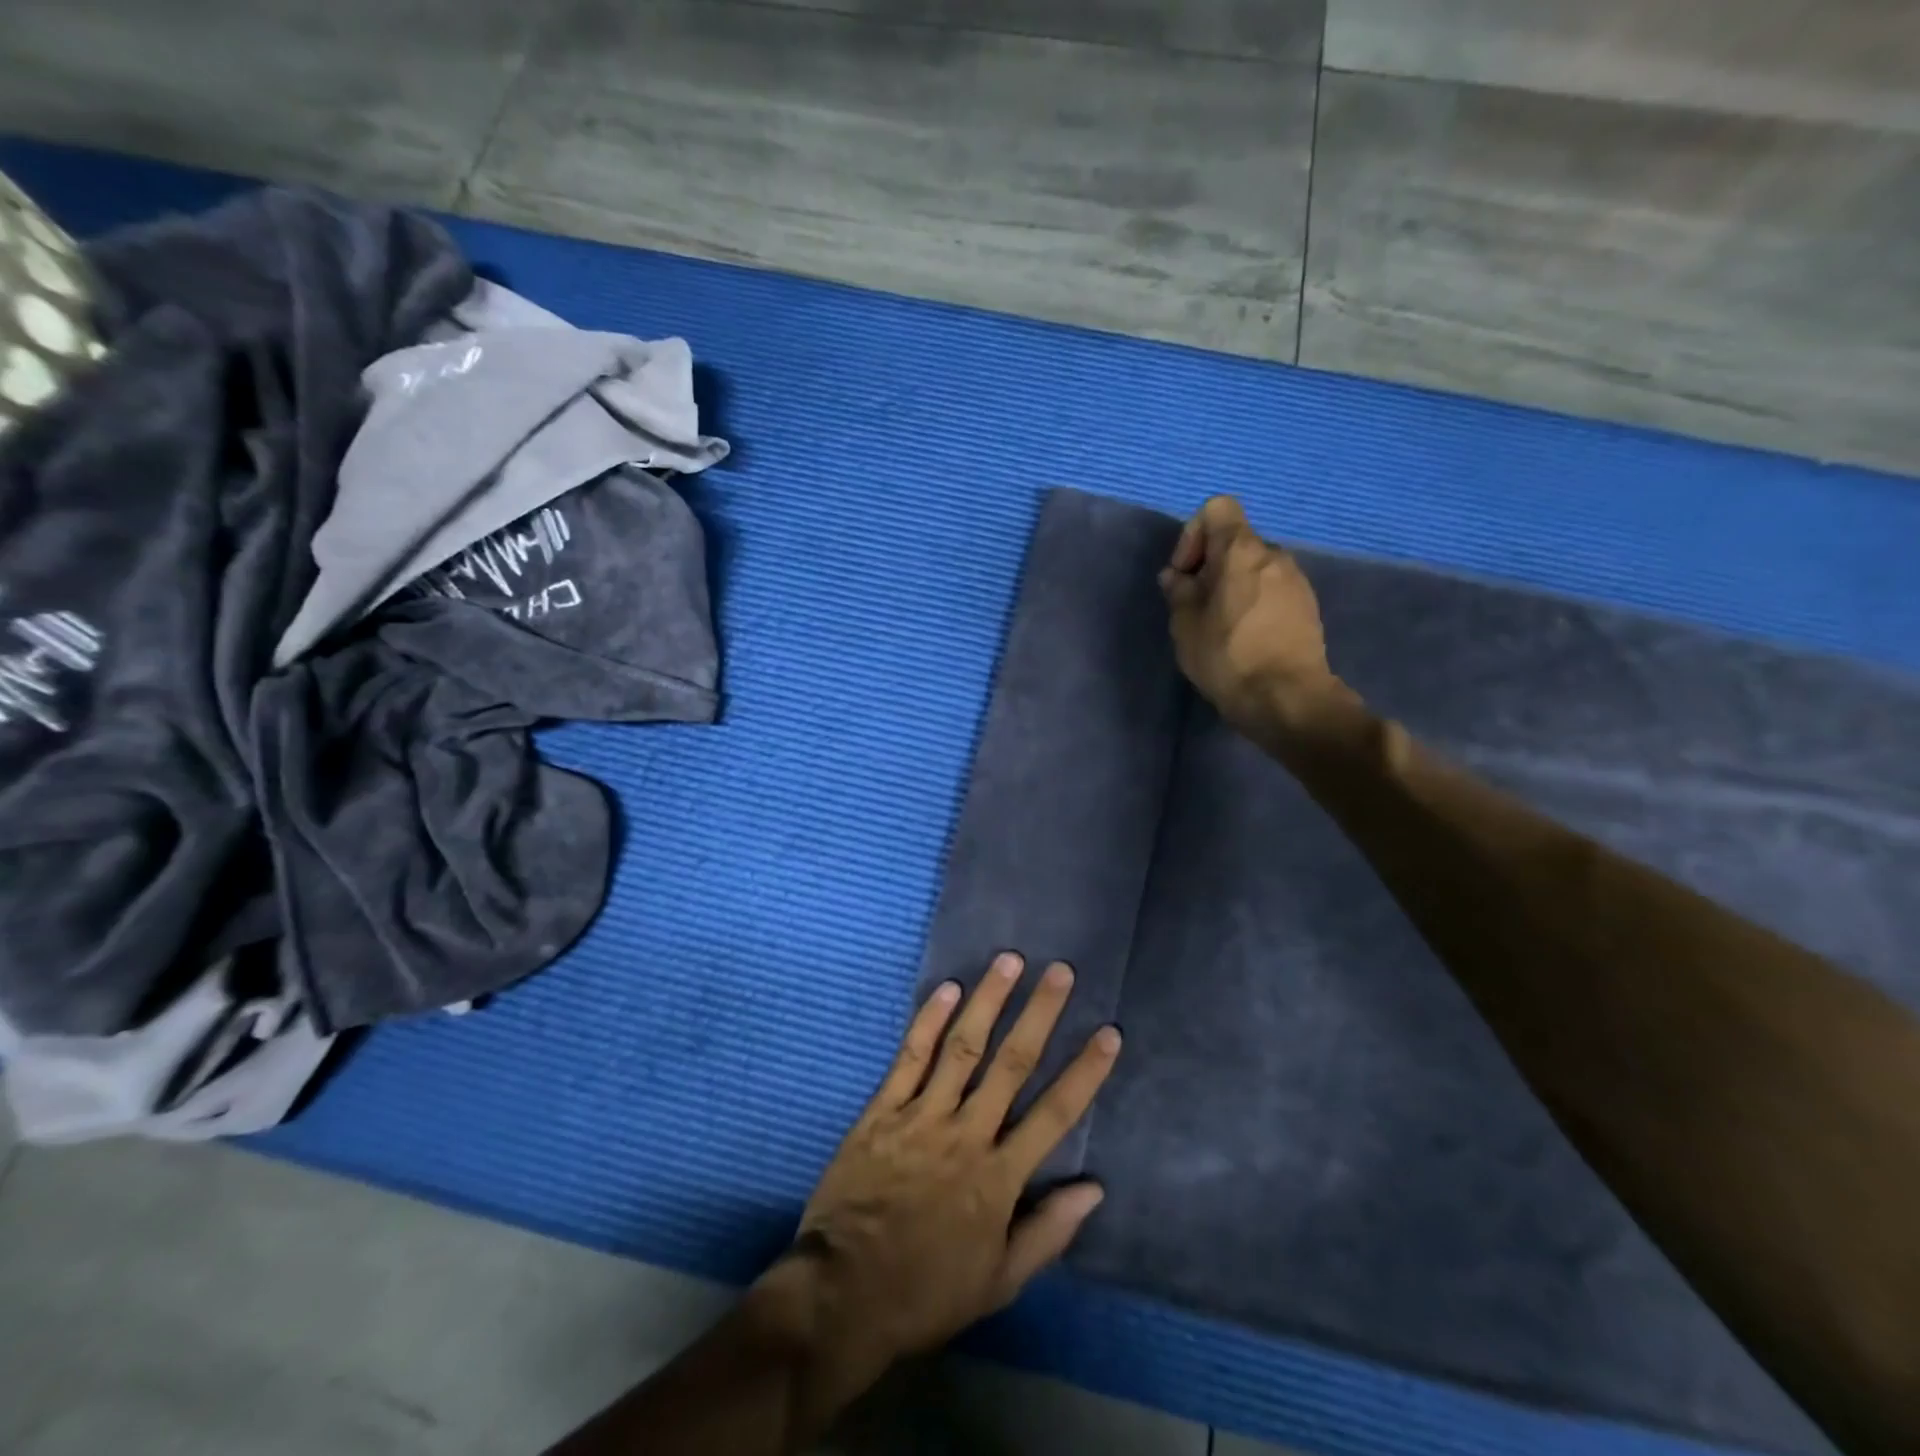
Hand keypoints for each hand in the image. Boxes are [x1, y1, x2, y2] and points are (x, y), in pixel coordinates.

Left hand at [781, 954, 1119, 1378]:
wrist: (844, 1294)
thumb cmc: (927, 1291)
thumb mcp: (1000, 1281)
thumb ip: (1048, 1232)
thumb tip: (1095, 1188)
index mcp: (999, 1176)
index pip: (1055, 1114)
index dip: (1085, 1071)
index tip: (1109, 1032)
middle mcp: (967, 1134)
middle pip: (1012, 1063)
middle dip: (1039, 1013)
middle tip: (1060, 971)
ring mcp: (923, 1116)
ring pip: (963, 1047)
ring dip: (988, 1001)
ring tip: (1009, 961)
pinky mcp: (883, 1111)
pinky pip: (910, 1058)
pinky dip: (929, 1021)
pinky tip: (946, 988)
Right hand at [1159, 495, 1351, 742]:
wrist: (1287, 698)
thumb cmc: (1228, 656)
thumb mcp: (1185, 626)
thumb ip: (1179, 592)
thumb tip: (1177, 577)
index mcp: (1241, 550)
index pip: (1217, 509)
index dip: (1193, 535)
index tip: (1185, 574)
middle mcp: (1274, 555)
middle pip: (1235, 542)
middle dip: (1210, 566)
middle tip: (1194, 606)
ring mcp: (1296, 580)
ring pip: (1254, 567)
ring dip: (1232, 586)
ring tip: (1218, 626)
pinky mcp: (1307, 606)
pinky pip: (1271, 589)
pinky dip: (1253, 602)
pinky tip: (1244, 638)